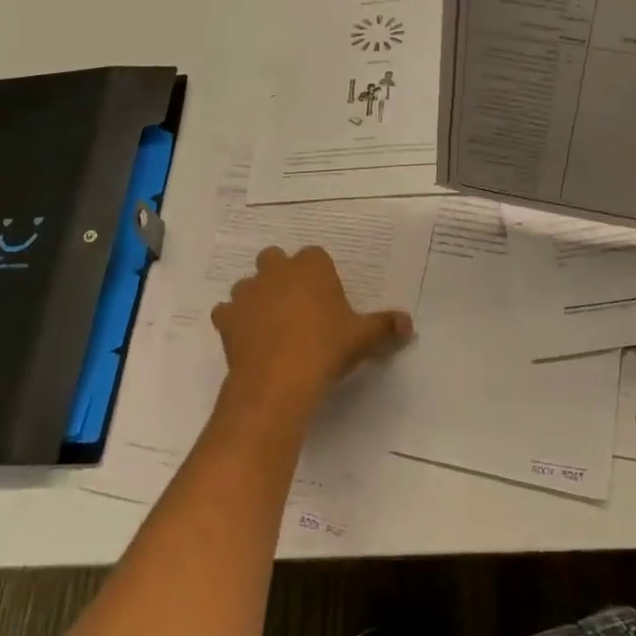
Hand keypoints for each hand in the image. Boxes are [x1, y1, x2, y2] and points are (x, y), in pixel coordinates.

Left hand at [209, 246, 411, 423]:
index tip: (326, 296)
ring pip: (247, 284)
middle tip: (296, 304)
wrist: (278, 379)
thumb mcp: (364, 338)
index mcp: (311, 267)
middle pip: (274, 259)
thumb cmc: (326, 348)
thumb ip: (385, 327)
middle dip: (281, 274)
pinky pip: (227, 313)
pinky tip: (246, 339)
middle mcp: (276, 271)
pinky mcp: (227, 318)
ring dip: (256, 297)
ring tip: (270, 324)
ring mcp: (247, 293)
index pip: (315, 255)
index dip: (319, 273)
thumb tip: (408, 324)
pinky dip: (234, 322)